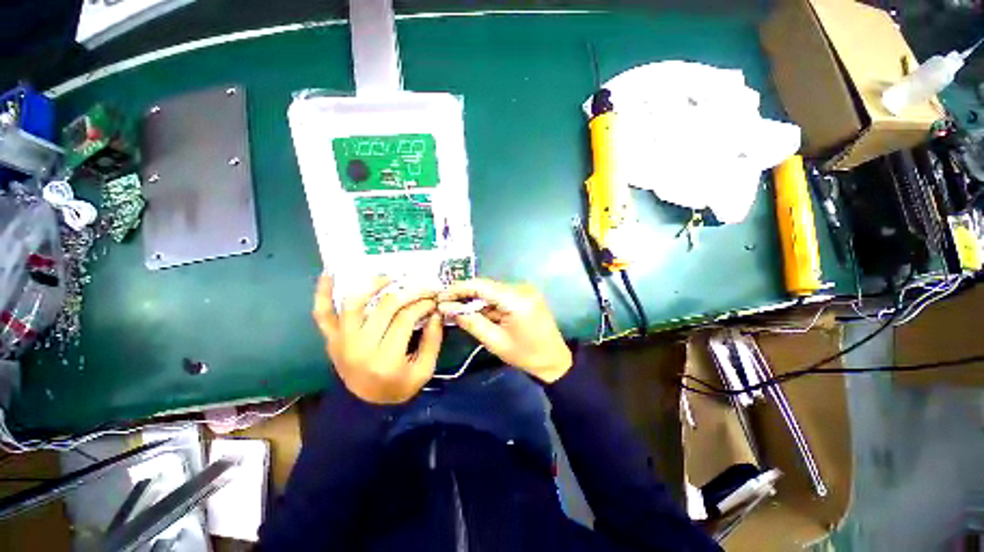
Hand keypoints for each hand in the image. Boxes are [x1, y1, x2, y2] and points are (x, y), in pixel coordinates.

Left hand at [313, 275, 442, 403]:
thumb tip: (436, 312)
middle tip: (423, 289)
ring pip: (354, 304)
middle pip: (386, 307)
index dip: (423, 304)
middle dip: (410, 293)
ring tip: (390, 278)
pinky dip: (322, 292)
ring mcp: (341, 342)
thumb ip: (433, 340)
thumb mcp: (424, 370)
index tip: (433, 300)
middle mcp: (360, 348)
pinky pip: (322, 313)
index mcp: (385, 360)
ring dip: (373, 285)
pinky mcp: (331, 339)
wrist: (365, 405)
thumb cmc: (398, 387)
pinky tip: (330, 273)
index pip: (406, 318)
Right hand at [438, 279, 571, 382]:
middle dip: (465, 294)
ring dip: (476, 299)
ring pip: (492, 290)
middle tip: (446, 303)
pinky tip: (476, 310)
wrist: (554, 360)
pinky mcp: (526, 294)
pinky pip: (501, 294)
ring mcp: (526, 289)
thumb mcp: (495, 342)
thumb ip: (471, 322)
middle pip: (486, 286)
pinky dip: (488, 302)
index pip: (481, 286)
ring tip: (457, 308)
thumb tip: (448, 308)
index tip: (441, 295)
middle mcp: (522, 288)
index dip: (459, 288)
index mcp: (517, 300)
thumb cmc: (525, 355)